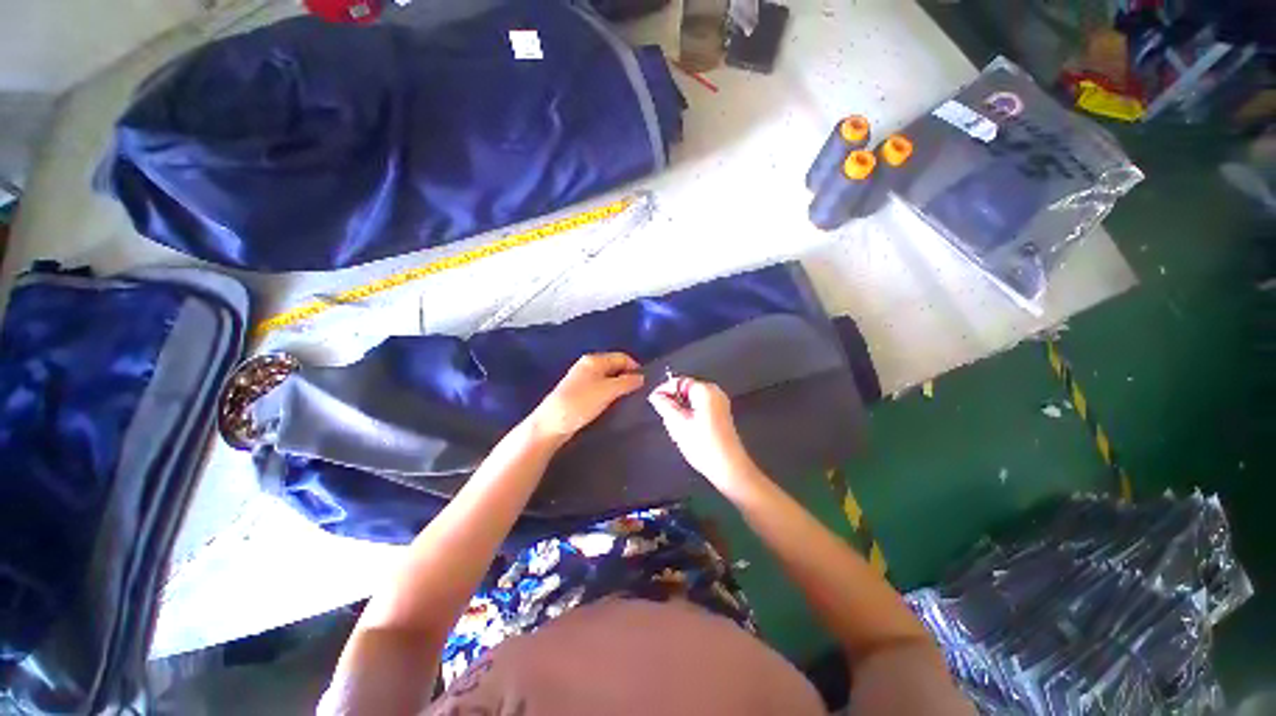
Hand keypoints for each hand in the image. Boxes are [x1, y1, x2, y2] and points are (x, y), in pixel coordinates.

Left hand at [528, 353, 644, 443]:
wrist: (552, 423)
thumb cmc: (581, 403)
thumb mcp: (608, 391)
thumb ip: (627, 383)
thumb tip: (641, 377)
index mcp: (594, 360)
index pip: (622, 357)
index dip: (635, 368)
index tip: (645, 384)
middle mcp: (588, 365)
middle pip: (615, 367)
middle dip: (627, 378)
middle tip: (638, 393)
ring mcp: (582, 379)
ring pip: (608, 378)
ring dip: (618, 387)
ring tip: (627, 400)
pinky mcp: (579, 392)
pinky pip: (600, 388)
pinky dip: (609, 394)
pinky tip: (612, 405)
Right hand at [648, 377, 761, 494]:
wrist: (728, 468)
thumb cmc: (703, 446)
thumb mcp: (677, 424)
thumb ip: (664, 405)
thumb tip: (655, 395)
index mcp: (705, 390)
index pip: (678, 381)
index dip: (664, 389)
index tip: (653, 400)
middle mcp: (715, 392)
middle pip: (686, 388)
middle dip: (672, 400)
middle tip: (664, 415)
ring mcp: (720, 403)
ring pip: (691, 399)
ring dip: (680, 408)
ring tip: (675, 424)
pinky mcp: (721, 414)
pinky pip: (699, 406)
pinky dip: (690, 413)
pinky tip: (687, 428)